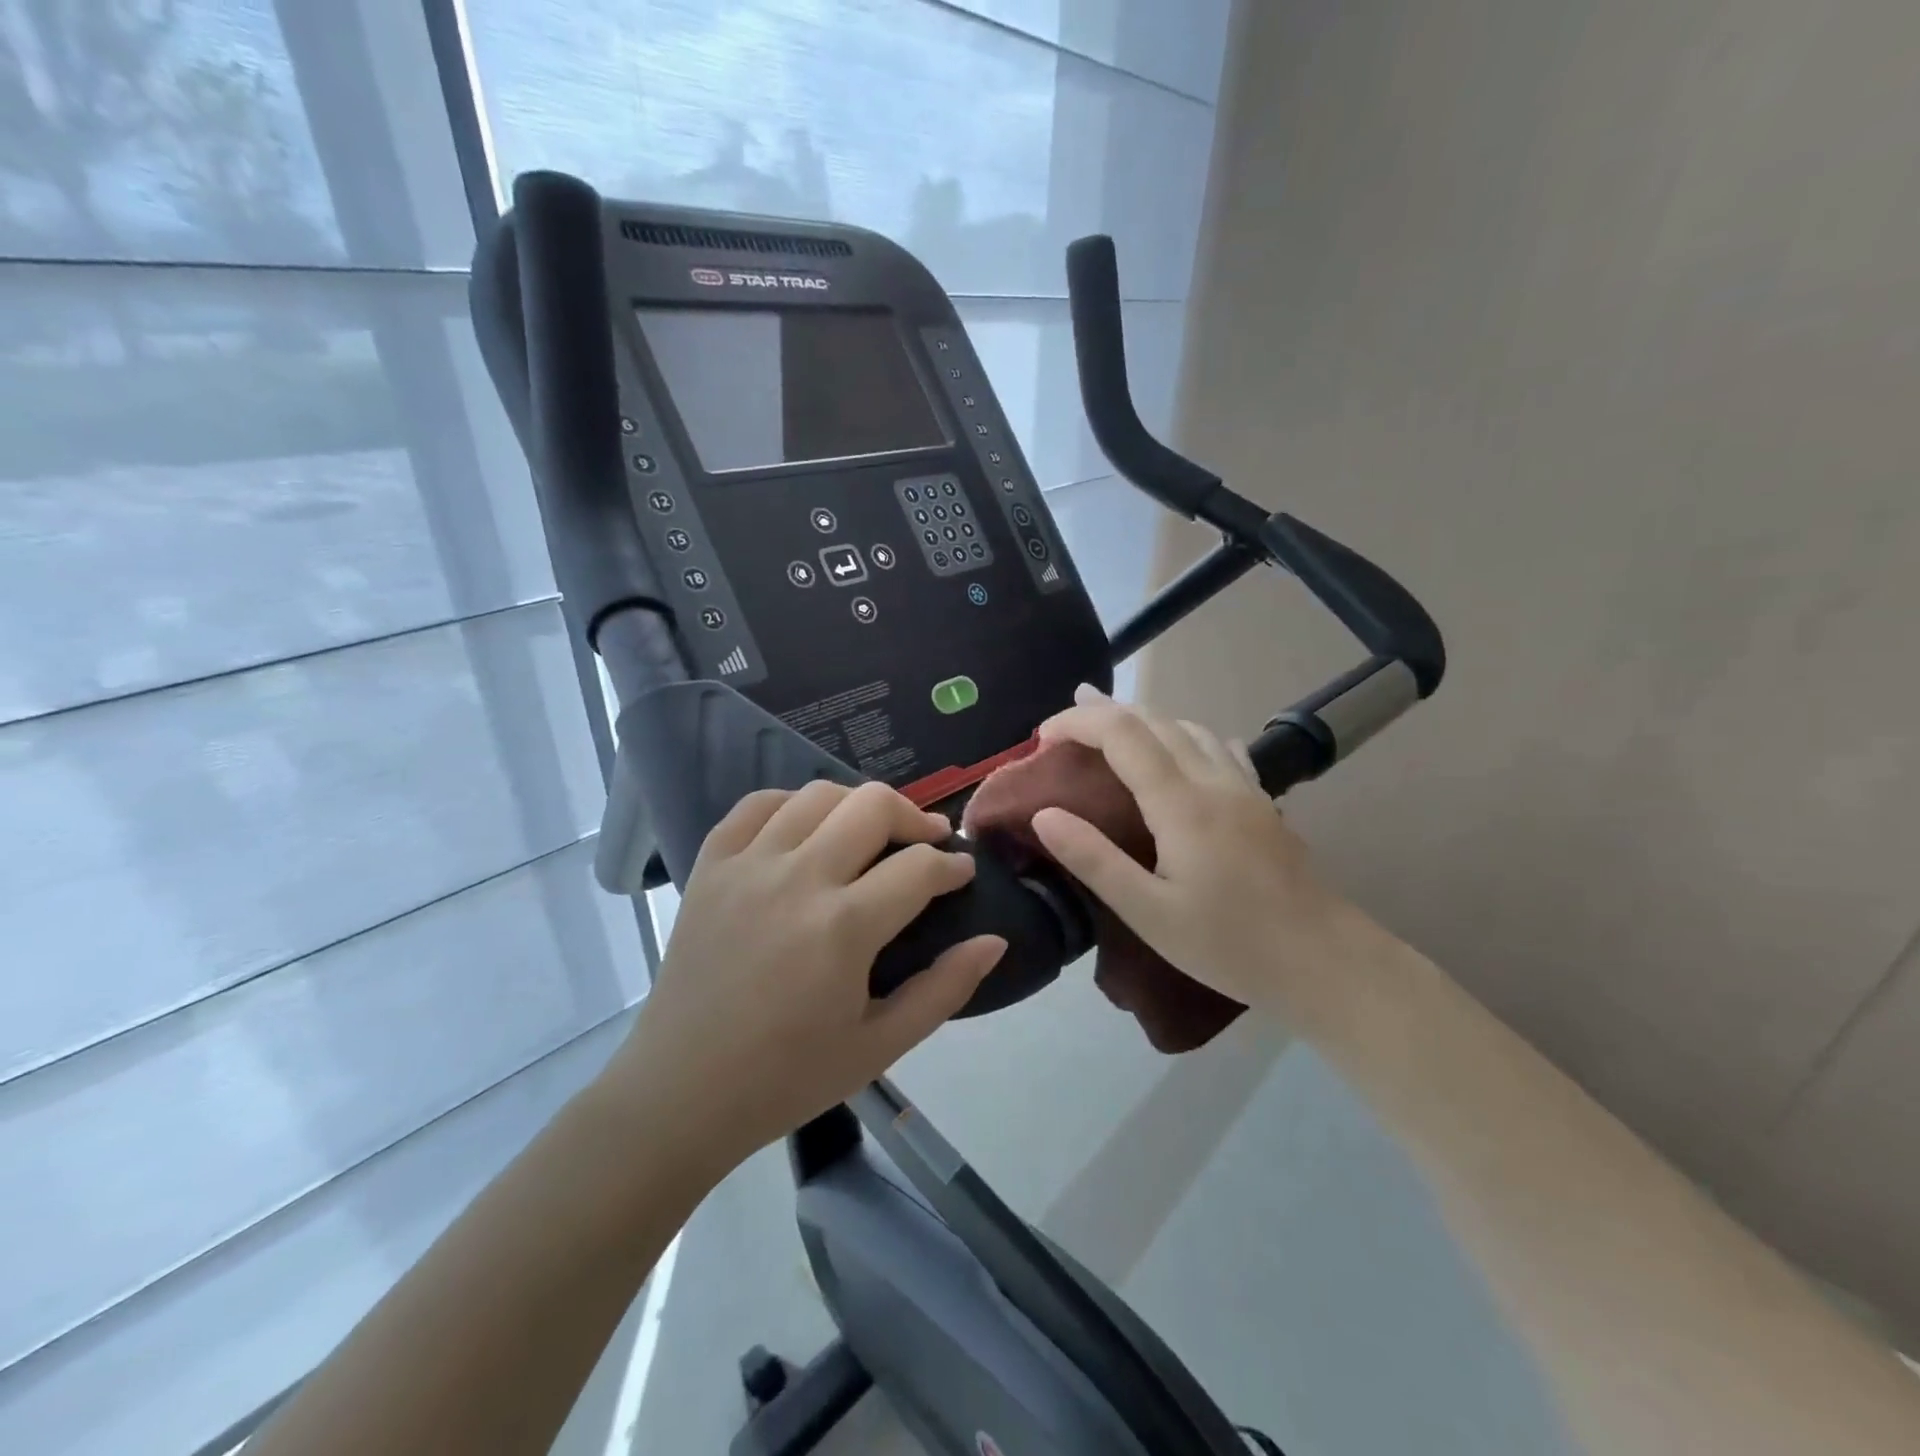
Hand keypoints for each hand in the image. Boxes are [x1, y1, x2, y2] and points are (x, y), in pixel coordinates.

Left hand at [608, 781, 1005, 1172]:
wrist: (680, 1092)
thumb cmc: (787, 1078)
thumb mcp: (880, 1047)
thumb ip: (945, 989)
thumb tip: (994, 940)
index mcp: (843, 928)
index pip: (918, 867)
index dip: (952, 865)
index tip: (962, 873)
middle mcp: (797, 879)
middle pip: (873, 805)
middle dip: (915, 817)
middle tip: (928, 841)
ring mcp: (748, 865)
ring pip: (819, 794)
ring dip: (858, 805)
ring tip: (871, 833)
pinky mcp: (711, 866)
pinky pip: (757, 804)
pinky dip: (792, 804)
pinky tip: (807, 829)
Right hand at [1030, 686, 1364, 1015]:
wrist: (1323, 961)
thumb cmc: (1229, 944)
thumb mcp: (1149, 913)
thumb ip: (1093, 860)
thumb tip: (1043, 814)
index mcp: (1181, 802)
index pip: (1121, 733)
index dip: (1078, 722)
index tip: (1042, 738)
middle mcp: (1213, 779)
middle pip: (1153, 720)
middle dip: (1102, 712)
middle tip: (1061, 725)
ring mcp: (1244, 786)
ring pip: (1187, 727)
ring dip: (1141, 720)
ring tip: (1108, 728)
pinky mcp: (1261, 801)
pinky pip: (1217, 746)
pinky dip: (1182, 735)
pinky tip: (1180, 751)